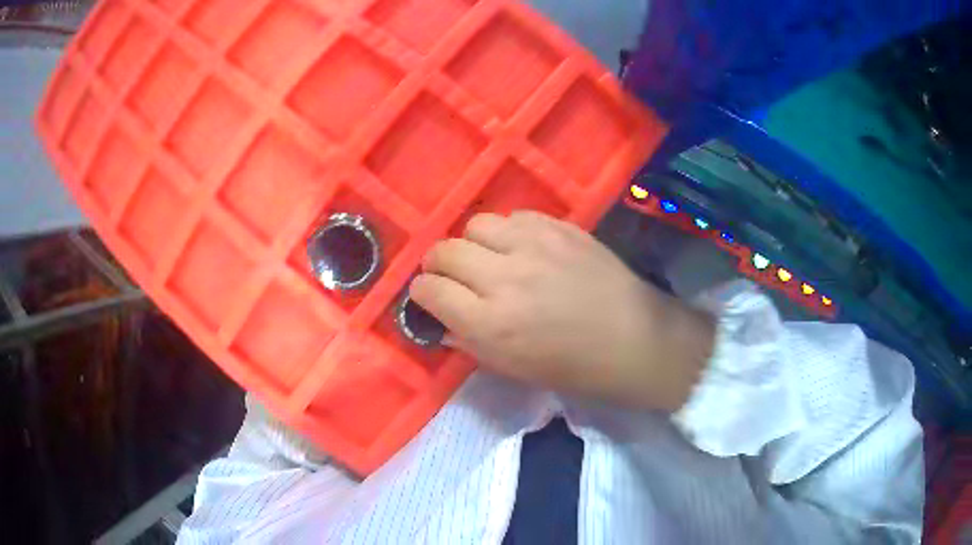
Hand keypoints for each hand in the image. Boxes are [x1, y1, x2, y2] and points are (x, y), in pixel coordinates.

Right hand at [410, 212, 715, 411]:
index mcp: (490, 324)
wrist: (632, 339)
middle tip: (450, 275)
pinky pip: (514, 216)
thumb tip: (441, 320)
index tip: (428, 295)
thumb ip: (468, 342)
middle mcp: (505, 278)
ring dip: (474, 244)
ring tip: (490, 258)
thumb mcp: (511, 369)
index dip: (421, 292)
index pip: (429, 291)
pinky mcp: (560, 227)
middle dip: (437, 264)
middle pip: (445, 251)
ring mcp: (534, 245)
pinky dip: (509, 232)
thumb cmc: (572, 367)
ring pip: (476, 225)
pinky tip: (523, 248)